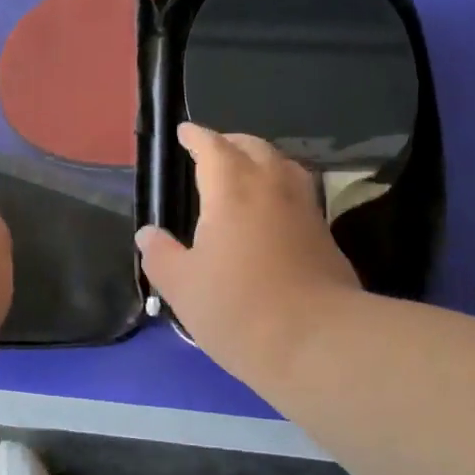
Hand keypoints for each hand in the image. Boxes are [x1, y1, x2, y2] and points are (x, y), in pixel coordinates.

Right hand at [136, 124, 360, 377]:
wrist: (318, 342)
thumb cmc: (239, 308)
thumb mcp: (182, 287)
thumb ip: (161, 255)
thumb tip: (148, 234)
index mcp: (232, 189)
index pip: (214, 147)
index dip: (197, 137)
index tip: (185, 132)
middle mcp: (272, 187)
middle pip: (254, 148)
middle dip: (231, 142)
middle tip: (215, 149)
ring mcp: (305, 209)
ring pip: (284, 166)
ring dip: (263, 160)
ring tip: (248, 172)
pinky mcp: (326, 236)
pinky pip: (300, 194)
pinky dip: (282, 188)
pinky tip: (274, 212)